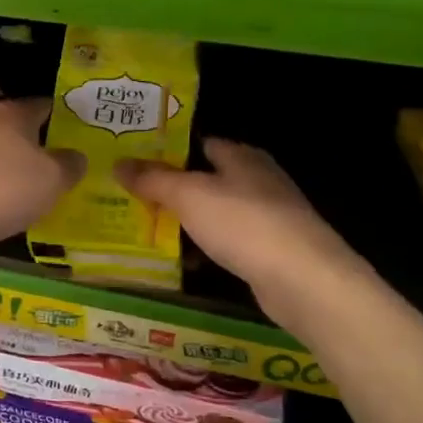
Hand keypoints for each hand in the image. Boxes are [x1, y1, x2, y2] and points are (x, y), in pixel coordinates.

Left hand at [0, 98, 83, 250]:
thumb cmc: (1, 188)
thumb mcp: (52, 179)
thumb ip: (70, 165)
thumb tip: (77, 156)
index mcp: (14, 115)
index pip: (45, 104)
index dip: (65, 115)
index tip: (83, 131)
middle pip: (20, 130)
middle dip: (40, 146)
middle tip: (66, 166)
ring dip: (16, 170)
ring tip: (38, 193)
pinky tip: (4, 209)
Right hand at [116, 138, 370, 334]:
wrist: (304, 280)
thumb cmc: (243, 224)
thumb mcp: (188, 195)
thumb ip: (153, 178)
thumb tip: (118, 162)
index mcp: (242, 156)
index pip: (199, 142)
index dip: (167, 150)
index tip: (133, 161)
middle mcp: (258, 179)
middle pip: (206, 178)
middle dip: (172, 188)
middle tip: (131, 196)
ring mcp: (268, 216)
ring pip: (216, 212)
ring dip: (188, 221)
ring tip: (147, 229)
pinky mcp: (270, 250)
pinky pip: (228, 242)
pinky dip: (206, 248)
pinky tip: (184, 261)